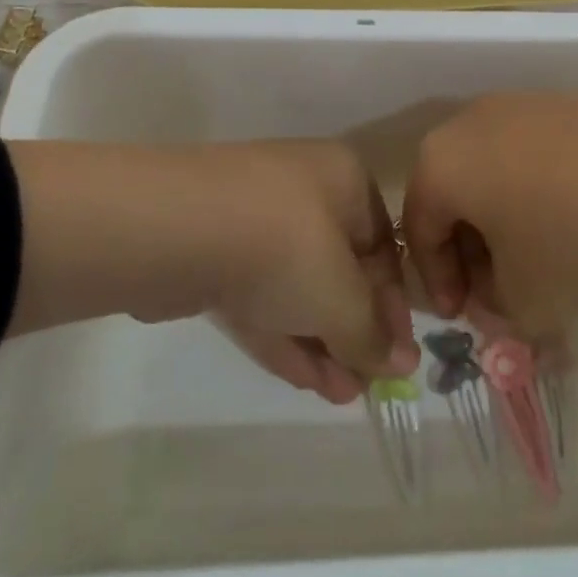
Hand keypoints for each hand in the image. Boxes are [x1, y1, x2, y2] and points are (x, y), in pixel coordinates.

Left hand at [5, 138, 416, 402]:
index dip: (394, 306)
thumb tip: (402, 364)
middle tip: (367, 384)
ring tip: (341, 396)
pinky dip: (284, 332)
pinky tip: (306, 380)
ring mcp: (254, 219)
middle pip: (340, 268)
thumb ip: (372, 335)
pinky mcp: (214, 251)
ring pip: (298, 285)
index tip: (397, 357)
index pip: (383, 247)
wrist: (175, 229)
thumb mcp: (342, 297)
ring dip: (322, 340)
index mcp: (345, 180)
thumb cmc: (284, 247)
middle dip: (354, 330)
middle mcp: (304, 190)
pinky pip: (261, 294)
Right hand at [400, 88, 577, 354]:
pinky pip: (534, 155)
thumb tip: (500, 297)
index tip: (463, 317)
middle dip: (471, 251)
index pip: (418, 229)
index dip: (436, 281)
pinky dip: (540, 192)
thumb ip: (497, 310)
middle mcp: (470, 122)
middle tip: (499, 293)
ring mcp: (522, 105)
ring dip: (506, 222)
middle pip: (454, 196)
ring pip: (494, 173)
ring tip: (543, 261)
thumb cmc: (576, 236)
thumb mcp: (527, 299)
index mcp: (441, 163)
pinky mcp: (568, 102)